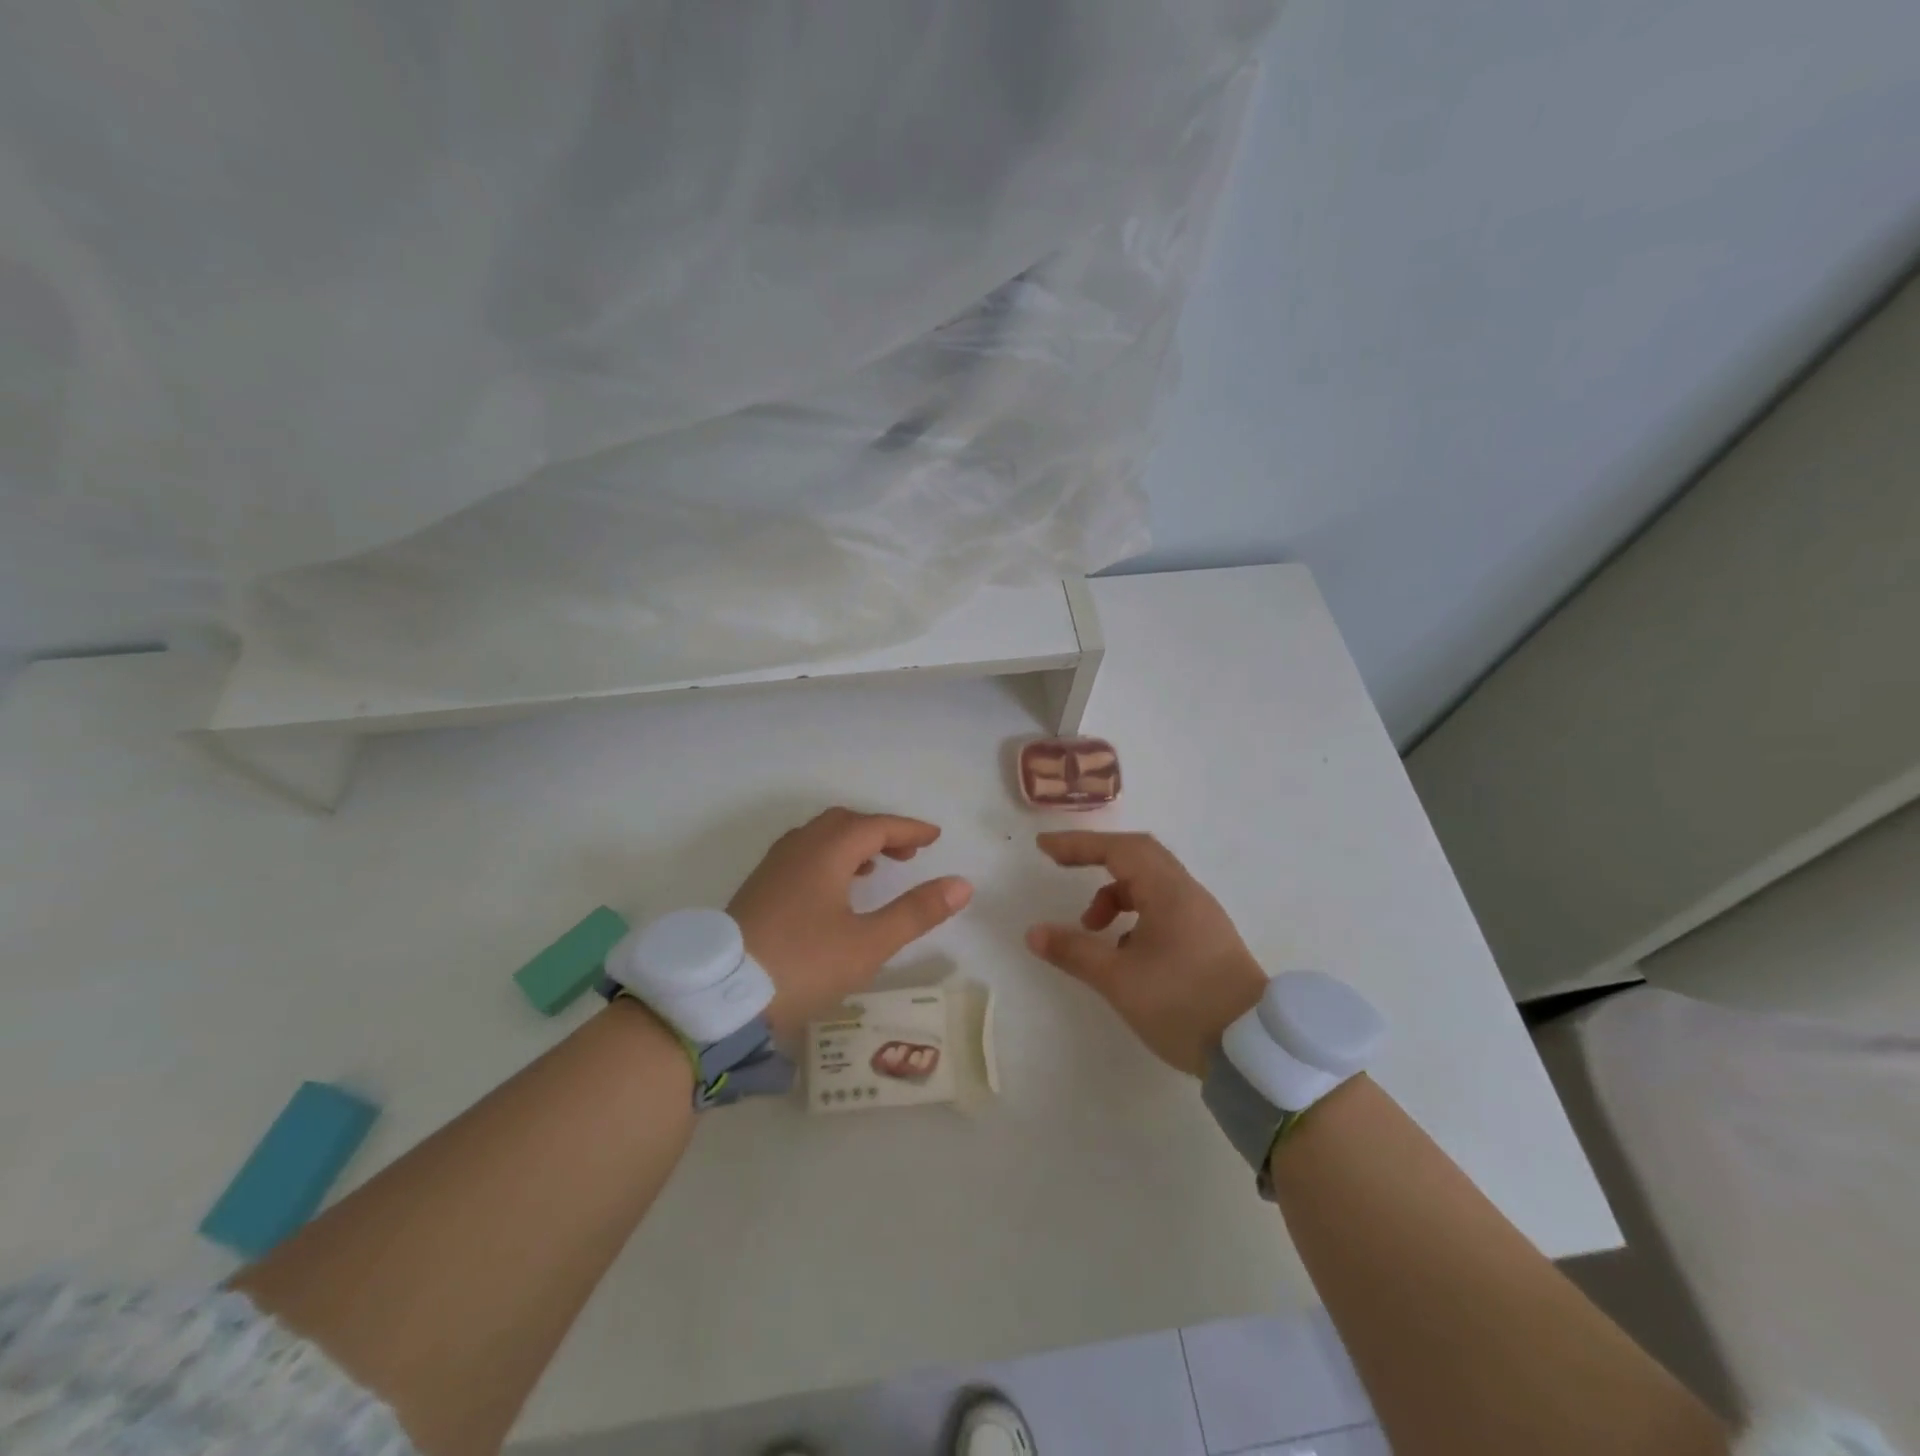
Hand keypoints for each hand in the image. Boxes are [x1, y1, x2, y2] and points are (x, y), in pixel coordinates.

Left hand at [729, 807, 972, 1038]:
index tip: (935, 837)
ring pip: (820, 837)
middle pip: (845, 823)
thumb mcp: (868, 943)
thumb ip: (916, 912)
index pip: (876, 826)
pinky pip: (803, 854)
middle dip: (881, 831)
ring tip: (878, 867)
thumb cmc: (803, 964)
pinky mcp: (759, 888)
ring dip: (854, 843)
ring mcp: (774, 866)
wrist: (720, 994)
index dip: (909, 828)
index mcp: (826, 852)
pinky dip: (830, 857)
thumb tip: (961, 884)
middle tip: (910, 851)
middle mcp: (798, 848)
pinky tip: (834, 889)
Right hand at [1025, 831, 1266, 1075]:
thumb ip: (1074, 951)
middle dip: (1096, 857)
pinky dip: (1134, 915)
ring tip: (1092, 928)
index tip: (1044, 849)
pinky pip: (1163, 907)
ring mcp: (1201, 916)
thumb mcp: (1118, 979)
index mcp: (1169, 892)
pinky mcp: (1207, 939)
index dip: (1079, 844)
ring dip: (1115, 894)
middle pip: (1138, 856)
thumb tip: (1034, 933)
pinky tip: (1123, 951)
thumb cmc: (1182, 1004)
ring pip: (1150, 884)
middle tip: (1062, 866)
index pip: (1119, 849)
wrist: (1252, 1050)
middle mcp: (1188, 893)